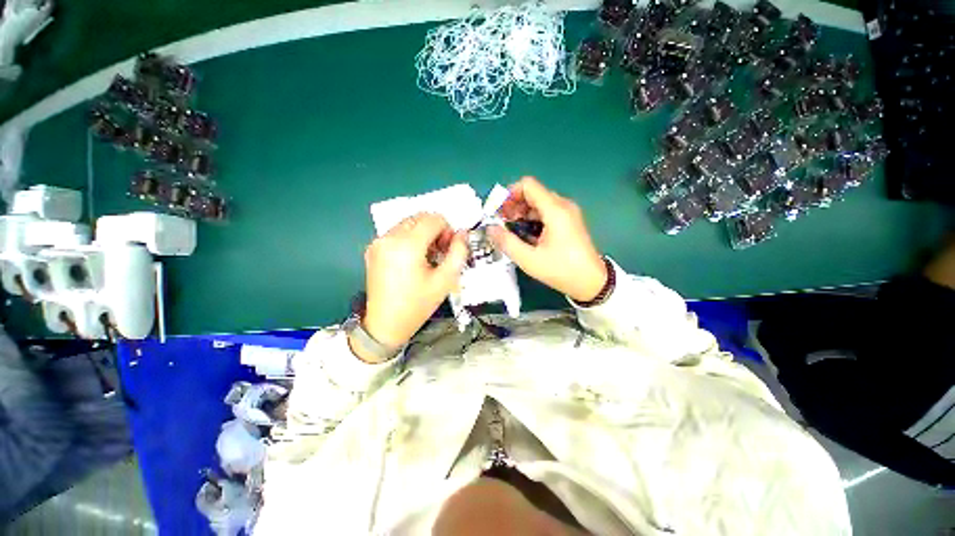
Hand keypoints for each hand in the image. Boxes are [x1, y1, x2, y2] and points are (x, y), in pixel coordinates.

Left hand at [354, 213, 467, 362]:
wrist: (385, 324)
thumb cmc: (417, 305)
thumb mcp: (446, 280)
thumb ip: (459, 252)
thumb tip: (462, 234)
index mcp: (407, 245)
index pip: (434, 219)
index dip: (447, 230)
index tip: (448, 249)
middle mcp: (389, 237)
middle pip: (420, 217)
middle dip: (435, 229)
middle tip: (440, 252)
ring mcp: (378, 242)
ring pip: (408, 223)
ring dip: (422, 233)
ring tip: (426, 257)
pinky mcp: (373, 248)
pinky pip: (397, 232)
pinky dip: (409, 238)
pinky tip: (412, 259)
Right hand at [488, 177, 606, 302]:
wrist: (591, 282)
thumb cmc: (561, 270)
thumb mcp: (529, 259)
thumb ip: (507, 242)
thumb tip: (490, 228)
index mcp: (555, 210)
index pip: (528, 185)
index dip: (509, 194)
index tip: (499, 212)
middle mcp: (563, 205)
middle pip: (532, 193)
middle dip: (513, 205)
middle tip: (502, 224)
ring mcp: (568, 213)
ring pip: (539, 203)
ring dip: (522, 213)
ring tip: (512, 231)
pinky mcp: (569, 221)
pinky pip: (546, 212)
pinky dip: (532, 219)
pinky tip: (527, 235)